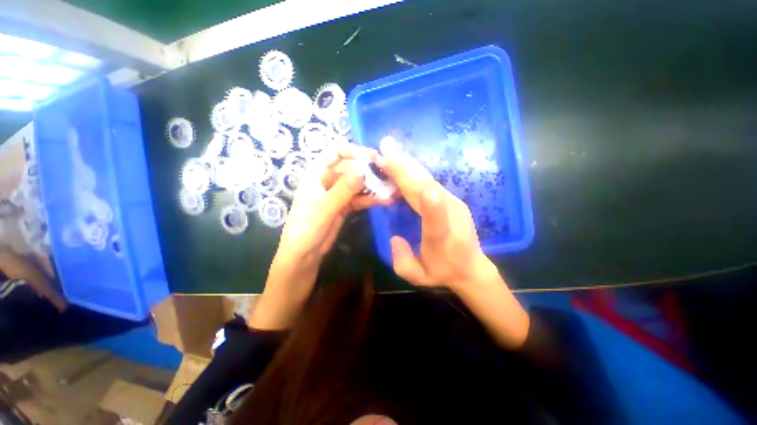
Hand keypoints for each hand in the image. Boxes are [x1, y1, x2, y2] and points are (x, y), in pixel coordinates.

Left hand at [277, 143, 392, 269]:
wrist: (305, 254)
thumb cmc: (307, 227)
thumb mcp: (325, 206)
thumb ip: (344, 188)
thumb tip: (363, 167)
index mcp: (317, 173)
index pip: (335, 152)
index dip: (354, 151)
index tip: (373, 157)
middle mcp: (328, 180)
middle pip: (350, 168)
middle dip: (368, 170)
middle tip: (388, 174)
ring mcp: (338, 194)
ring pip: (357, 184)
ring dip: (373, 186)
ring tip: (391, 188)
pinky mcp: (345, 206)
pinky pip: (359, 198)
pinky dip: (371, 199)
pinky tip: (385, 200)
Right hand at [378, 139, 529, 347]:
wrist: (472, 267)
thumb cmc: (443, 271)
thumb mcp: (420, 277)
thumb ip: (403, 261)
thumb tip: (394, 237)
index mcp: (442, 237)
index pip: (436, 219)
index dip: (428, 202)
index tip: (413, 180)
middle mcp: (451, 215)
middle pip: (426, 189)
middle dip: (404, 169)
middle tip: (385, 149)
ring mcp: (453, 203)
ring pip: (427, 180)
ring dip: (407, 164)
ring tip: (390, 149)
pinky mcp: (451, 198)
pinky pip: (428, 181)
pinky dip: (413, 170)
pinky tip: (402, 161)